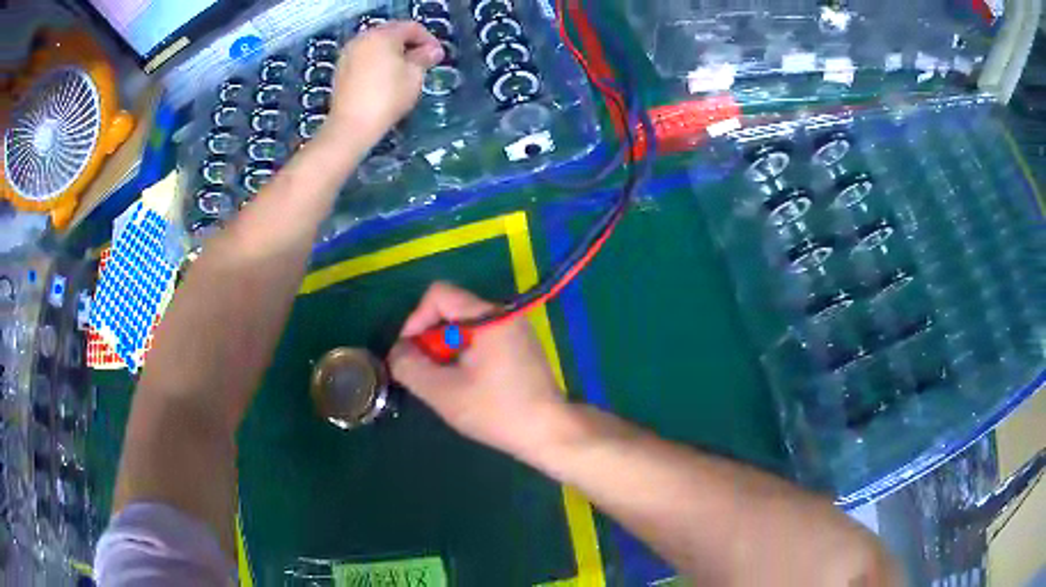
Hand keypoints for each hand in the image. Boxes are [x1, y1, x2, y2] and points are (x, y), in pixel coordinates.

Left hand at [326, 21, 442, 145]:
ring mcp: (349, 53)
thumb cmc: (387, 98)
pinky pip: (365, 57)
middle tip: (423, 61)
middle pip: (392, 33)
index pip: (411, 27)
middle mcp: (363, 38)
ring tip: (405, 70)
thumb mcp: (414, 76)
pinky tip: (385, 78)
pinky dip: (378, 61)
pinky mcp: (341, 69)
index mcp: (383, 35)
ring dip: (393, 52)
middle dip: (410, 44)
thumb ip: (424, 58)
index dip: (428, 39)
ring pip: (377, 45)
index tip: (437, 56)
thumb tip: (432, 51)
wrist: (351, 126)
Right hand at [389, 282, 566, 453]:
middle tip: (427, 374)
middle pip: (451, 310)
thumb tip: (398, 352)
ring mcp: (515, 330)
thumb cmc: (497, 411)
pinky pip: (480, 339)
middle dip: (431, 340)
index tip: (409, 353)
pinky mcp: (519, 347)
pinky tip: (466, 385)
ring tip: (446, 383)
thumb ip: (411, 367)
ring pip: (464, 327)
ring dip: (446, 351)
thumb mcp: (444, 392)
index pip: (438, 294)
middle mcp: (504, 315)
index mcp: (488, 317)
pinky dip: (464, 355)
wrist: (549, 432)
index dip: (415, 319)